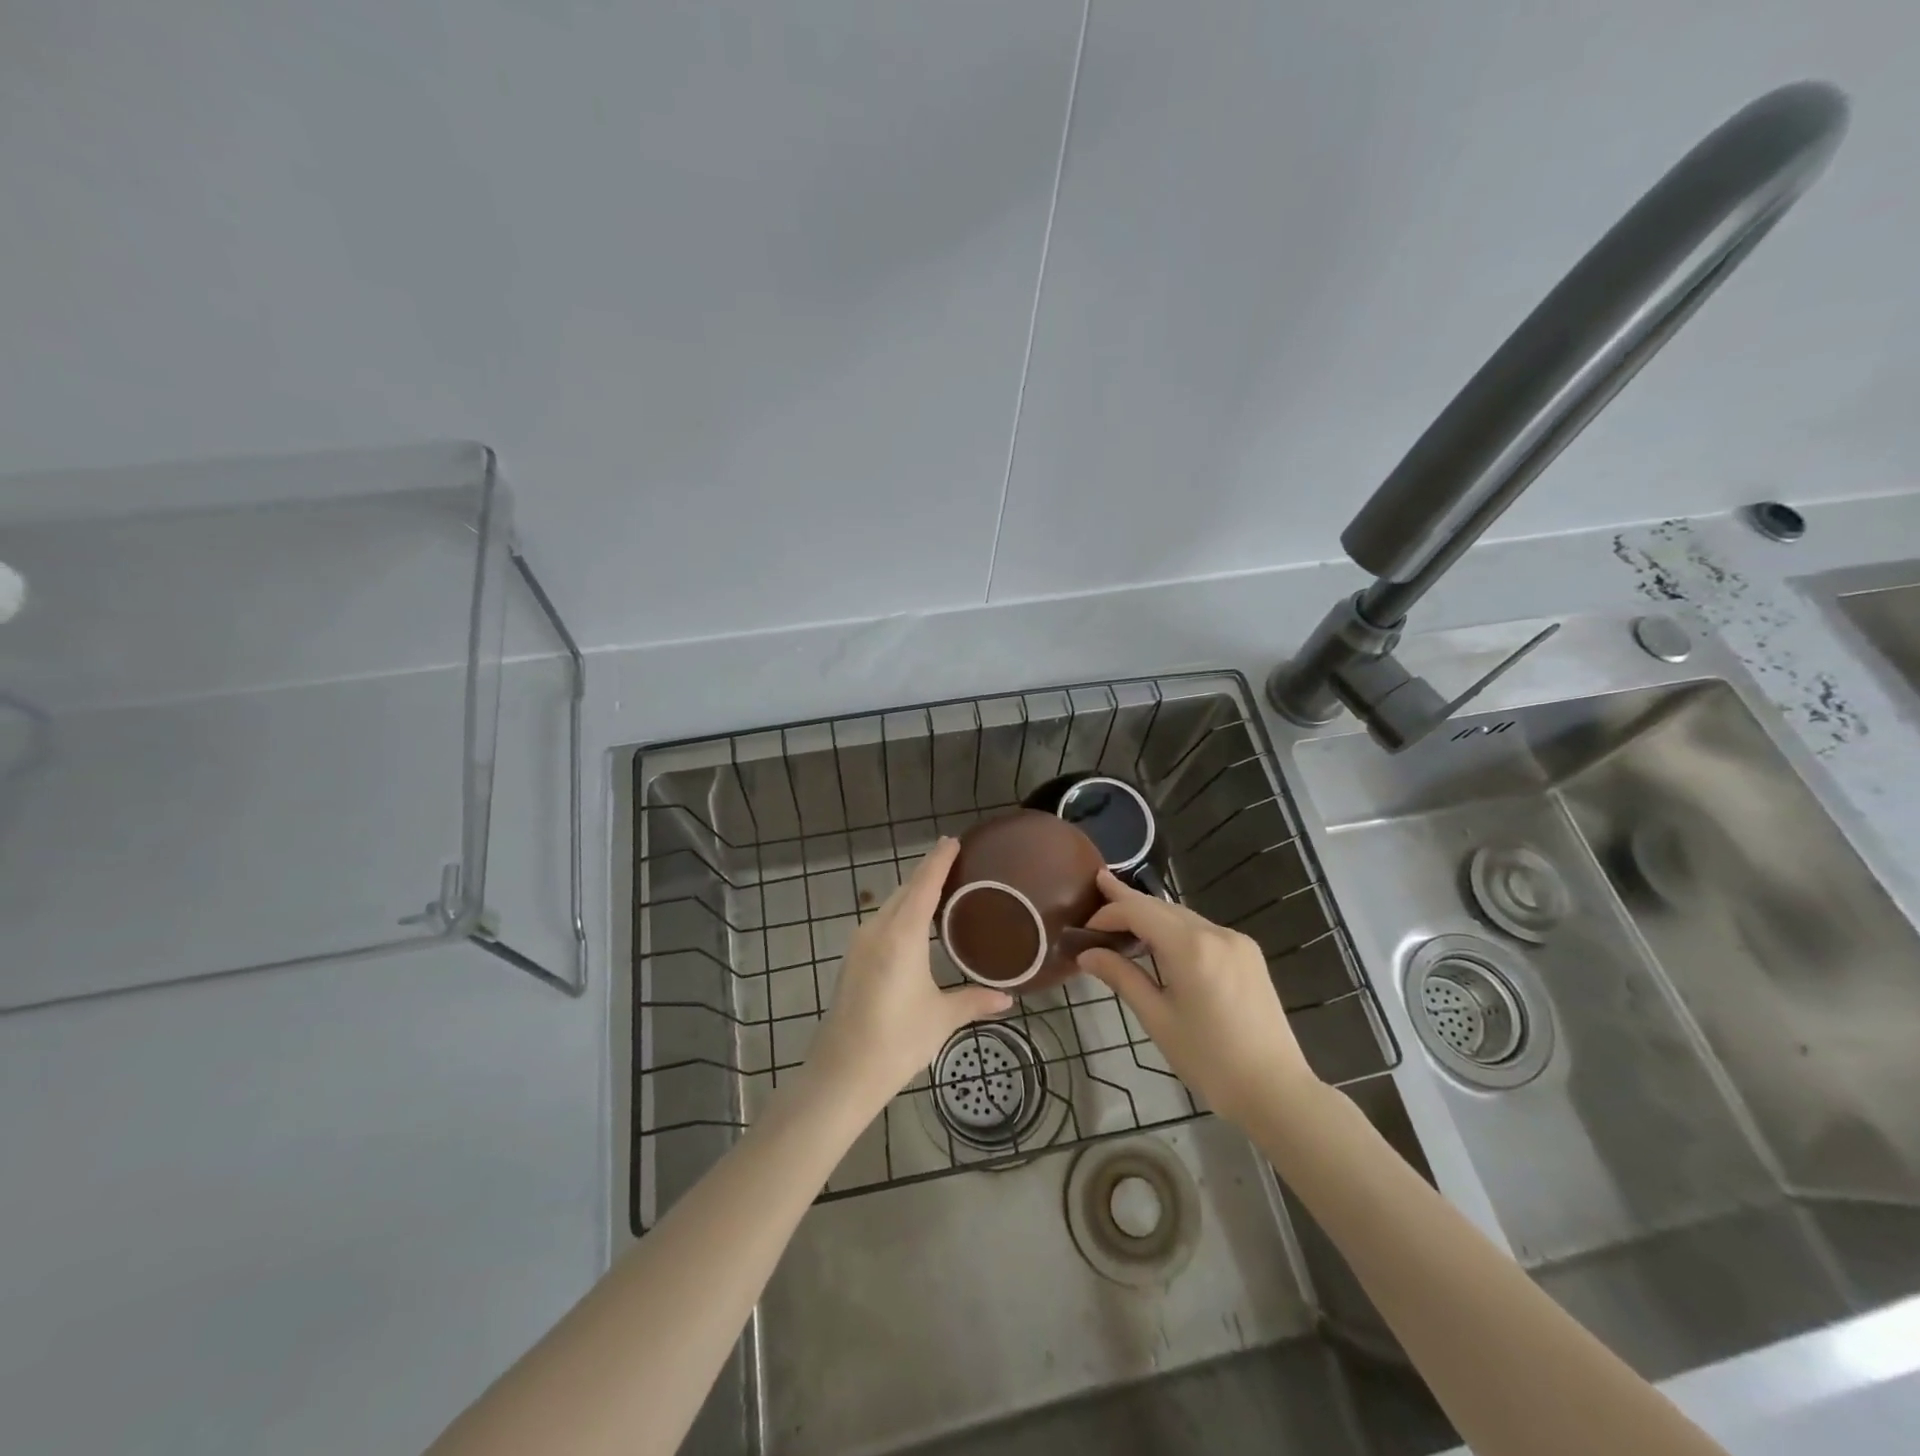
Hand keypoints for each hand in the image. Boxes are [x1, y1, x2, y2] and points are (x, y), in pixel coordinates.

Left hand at [807, 838, 1011, 1111]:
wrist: (840, 1074)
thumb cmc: (896, 1041)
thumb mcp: (941, 1018)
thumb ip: (974, 1000)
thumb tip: (1006, 997)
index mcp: (901, 934)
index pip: (924, 884)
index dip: (938, 860)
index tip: (952, 840)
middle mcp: (877, 929)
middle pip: (905, 890)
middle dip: (927, 873)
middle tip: (954, 862)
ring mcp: (860, 944)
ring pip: (890, 905)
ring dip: (912, 893)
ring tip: (939, 889)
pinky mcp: (852, 960)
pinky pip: (880, 922)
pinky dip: (900, 912)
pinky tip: (913, 925)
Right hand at [1076, 870, 1318, 1126]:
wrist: (1276, 1091)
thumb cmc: (1209, 1060)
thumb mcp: (1157, 1019)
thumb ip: (1122, 978)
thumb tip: (1087, 954)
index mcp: (1190, 946)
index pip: (1139, 910)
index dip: (1108, 912)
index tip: (1085, 928)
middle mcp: (1216, 932)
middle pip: (1162, 906)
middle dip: (1129, 901)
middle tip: (1099, 888)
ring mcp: (1237, 941)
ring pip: (1183, 916)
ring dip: (1152, 916)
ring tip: (1123, 917)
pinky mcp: (1249, 955)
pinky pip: (1203, 930)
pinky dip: (1176, 930)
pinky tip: (1162, 943)